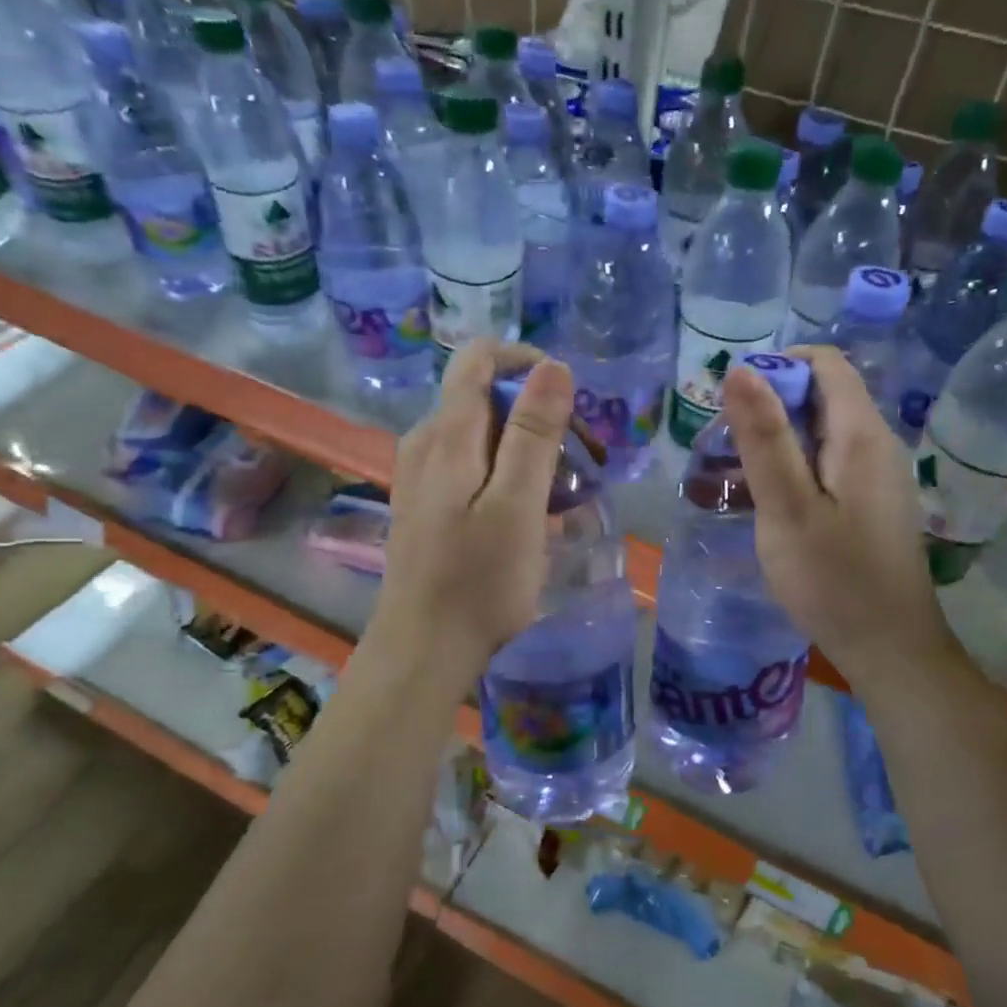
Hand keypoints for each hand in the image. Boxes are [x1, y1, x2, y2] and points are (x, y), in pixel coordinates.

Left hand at [366, 340, 572, 683]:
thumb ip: (533, 433)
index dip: (528, 365)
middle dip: (540, 418)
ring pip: (483, 436)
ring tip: (569, 496)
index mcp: (446, 433)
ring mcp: (422, 475)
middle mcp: (426, 442)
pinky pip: (472, 468)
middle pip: (486, 398)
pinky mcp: (427, 504)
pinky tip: (535, 515)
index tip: (571, 405)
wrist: (424, 648)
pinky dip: (509, 476)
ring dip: (530, 451)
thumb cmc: (478, 581)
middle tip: (585, 465)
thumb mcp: (517, 505)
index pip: (478, 357)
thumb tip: (553, 366)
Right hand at [724, 347, 954, 685]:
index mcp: (861, 435)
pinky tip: (770, 502)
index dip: (777, 368)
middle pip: (824, 396)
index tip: (733, 406)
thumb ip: (764, 438)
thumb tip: (741, 370)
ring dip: (779, 440)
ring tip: (736, 476)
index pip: (825, 363)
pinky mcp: (871, 503)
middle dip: (771, 407)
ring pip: (824, 432)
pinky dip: (796, 468)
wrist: (888, 647)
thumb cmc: (833, 579)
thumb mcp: (787, 508)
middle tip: (726, 448)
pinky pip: (830, 464)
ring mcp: (878, 476)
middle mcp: (877, 444)